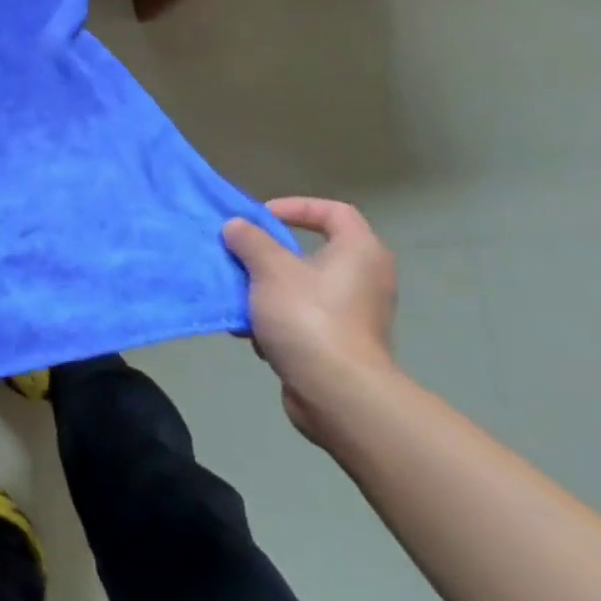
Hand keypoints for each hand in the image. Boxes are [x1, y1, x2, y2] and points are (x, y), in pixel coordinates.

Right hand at [223, 199, 397, 441]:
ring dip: (265, 290)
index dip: (296, 207)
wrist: (337, 393)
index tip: (261, 217)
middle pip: (310, 252)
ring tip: (238, 296)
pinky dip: (275, 320)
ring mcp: (355, 315)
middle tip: (241, 255)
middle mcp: (364, 279)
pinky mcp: (341, 346)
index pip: (334, 211)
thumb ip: (249, 240)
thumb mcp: (269, 268)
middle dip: (269, 255)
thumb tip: (236, 226)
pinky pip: (302, 319)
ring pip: (301, 289)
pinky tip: (250, 332)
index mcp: (359, 252)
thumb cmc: (308, 317)